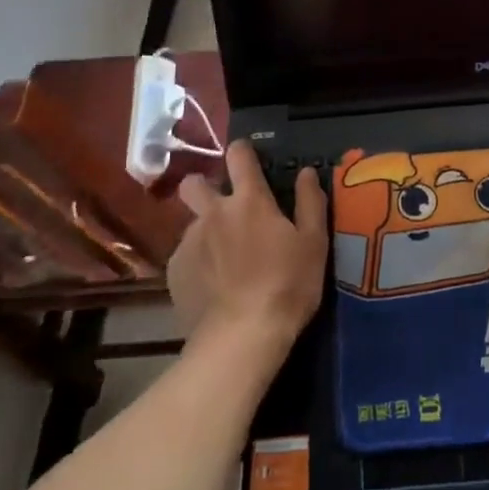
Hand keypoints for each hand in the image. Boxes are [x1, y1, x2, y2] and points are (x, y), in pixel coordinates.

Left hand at [169, 142, 327, 352]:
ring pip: (192, 223)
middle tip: (225, 209)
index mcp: (249, 200)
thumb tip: (305, 171)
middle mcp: (213, 213)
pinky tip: (212, 283)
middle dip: (204, 187)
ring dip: (206, 230)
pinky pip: (185, 254)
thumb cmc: (287, 285)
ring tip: (224, 258)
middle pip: (194, 183)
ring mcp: (189, 242)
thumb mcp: (313, 243)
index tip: (249, 158)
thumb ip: (309, 202)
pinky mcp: (174, 271)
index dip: (243, 151)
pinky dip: (198, 261)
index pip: (238, 155)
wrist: (242, 338)